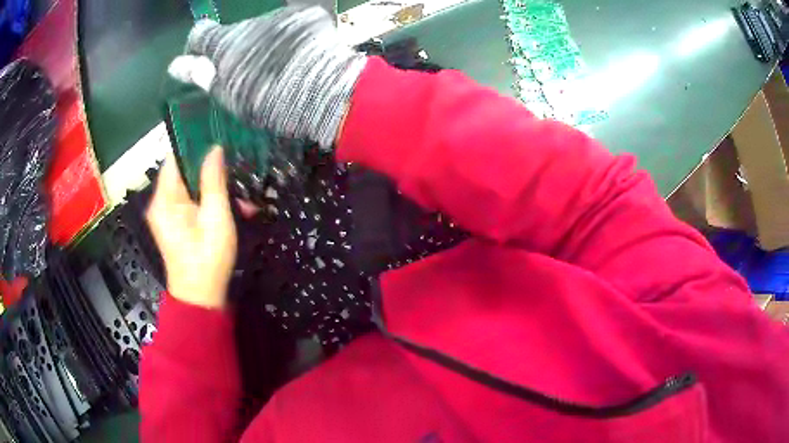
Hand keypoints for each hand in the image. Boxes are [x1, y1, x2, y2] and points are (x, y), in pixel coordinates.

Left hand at [146, 147, 236, 309]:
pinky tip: (232, 212)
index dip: (195, 146)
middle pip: (184, 172)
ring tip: (241, 202)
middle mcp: (161, 202)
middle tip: (237, 177)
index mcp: (164, 199)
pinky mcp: (175, 224)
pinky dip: (210, 203)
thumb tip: (214, 148)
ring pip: (191, 188)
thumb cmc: (207, 259)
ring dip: (215, 190)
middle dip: (211, 174)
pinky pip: (192, 202)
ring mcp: (167, 214)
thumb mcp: (215, 217)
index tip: (219, 142)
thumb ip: (213, 180)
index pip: (175, 157)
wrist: (200, 299)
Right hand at [167, 6, 365, 148]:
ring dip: (264, 43)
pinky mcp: (306, 16)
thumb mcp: (230, 95)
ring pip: (263, 29)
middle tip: (251, 74)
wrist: (325, 92)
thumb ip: (203, 76)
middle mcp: (250, 23)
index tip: (201, 60)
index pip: (200, 34)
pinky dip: (290, 38)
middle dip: (236, 50)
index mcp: (226, 44)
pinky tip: (300, 55)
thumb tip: (176, 65)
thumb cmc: (272, 101)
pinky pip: (290, 24)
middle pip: (235, 33)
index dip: (196, 47)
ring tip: (281, 67)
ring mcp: (280, 17)